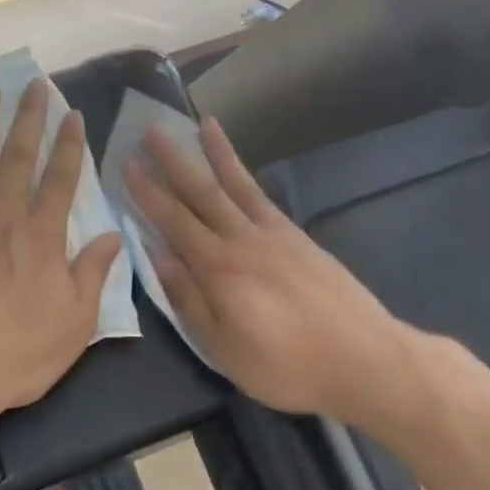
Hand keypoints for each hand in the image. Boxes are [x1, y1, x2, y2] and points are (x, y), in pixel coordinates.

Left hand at [0, 78, 122, 421]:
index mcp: (41, 238)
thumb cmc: (16, 353)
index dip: (69, 146)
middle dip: (27, 119)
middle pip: (17, 159)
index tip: (73, 114)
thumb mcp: (74, 323)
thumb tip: (113, 236)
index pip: (60, 181)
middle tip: (31, 84)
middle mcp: (1, 218)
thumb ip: (92, 274)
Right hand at [124, 117, 412, 420]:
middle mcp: (243, 240)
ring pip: (237, 185)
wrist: (363, 359)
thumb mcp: (223, 347)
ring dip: (215, 154)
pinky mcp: (299, 238)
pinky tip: (239, 170)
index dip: (148, 193)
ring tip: (201, 124)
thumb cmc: (285, 365)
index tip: (127, 165)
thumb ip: (188, 298)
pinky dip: (246, 177)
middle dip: (174, 161)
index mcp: (219, 269)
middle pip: (202, 192)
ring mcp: (275, 234)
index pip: (174, 222)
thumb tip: (157, 255)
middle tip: (152, 129)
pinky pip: (263, 197)